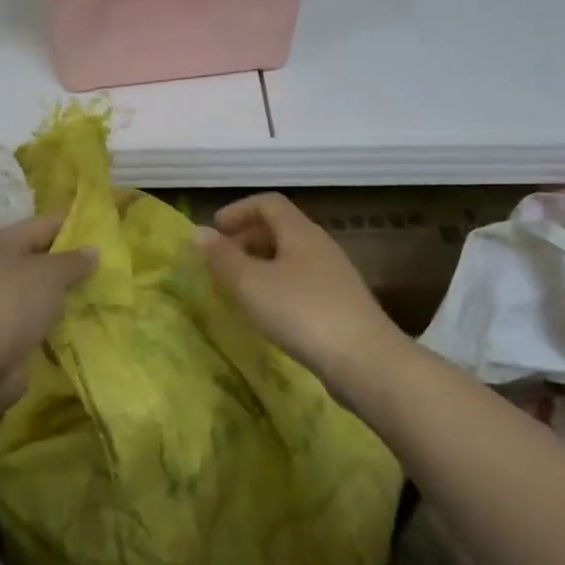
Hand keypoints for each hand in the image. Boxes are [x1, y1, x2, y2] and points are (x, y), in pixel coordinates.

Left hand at [0, 211, 96, 451]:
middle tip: (112, 260)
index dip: (74, 222)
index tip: (105, 226)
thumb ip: (74, 260)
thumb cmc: (13, 303)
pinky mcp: (9, 329)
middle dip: (74, 260)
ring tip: (105, 288)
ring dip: (69, 290)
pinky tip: (87, 317)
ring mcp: (2, 300)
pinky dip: (60, 316)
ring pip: (43, 288)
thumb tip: (93, 250)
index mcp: (2, 242)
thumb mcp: (49, 274)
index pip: (45, 223)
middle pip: (43, 256)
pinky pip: (41, 315)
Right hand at [196, 193, 407, 400]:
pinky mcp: (341, 305)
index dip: (238, 210)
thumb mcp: (251, 283)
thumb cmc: (301, 312)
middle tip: (220, 262)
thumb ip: (222, 257)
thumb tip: (198, 231)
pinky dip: (277, 287)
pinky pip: (301, 283)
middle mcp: (320, 246)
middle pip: (280, 229)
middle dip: (246, 239)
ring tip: (238, 289)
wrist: (365, 361)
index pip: (268, 203)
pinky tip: (268, 314)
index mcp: (300, 232)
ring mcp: (335, 276)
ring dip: (261, 265)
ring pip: (290, 258)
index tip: (214, 231)